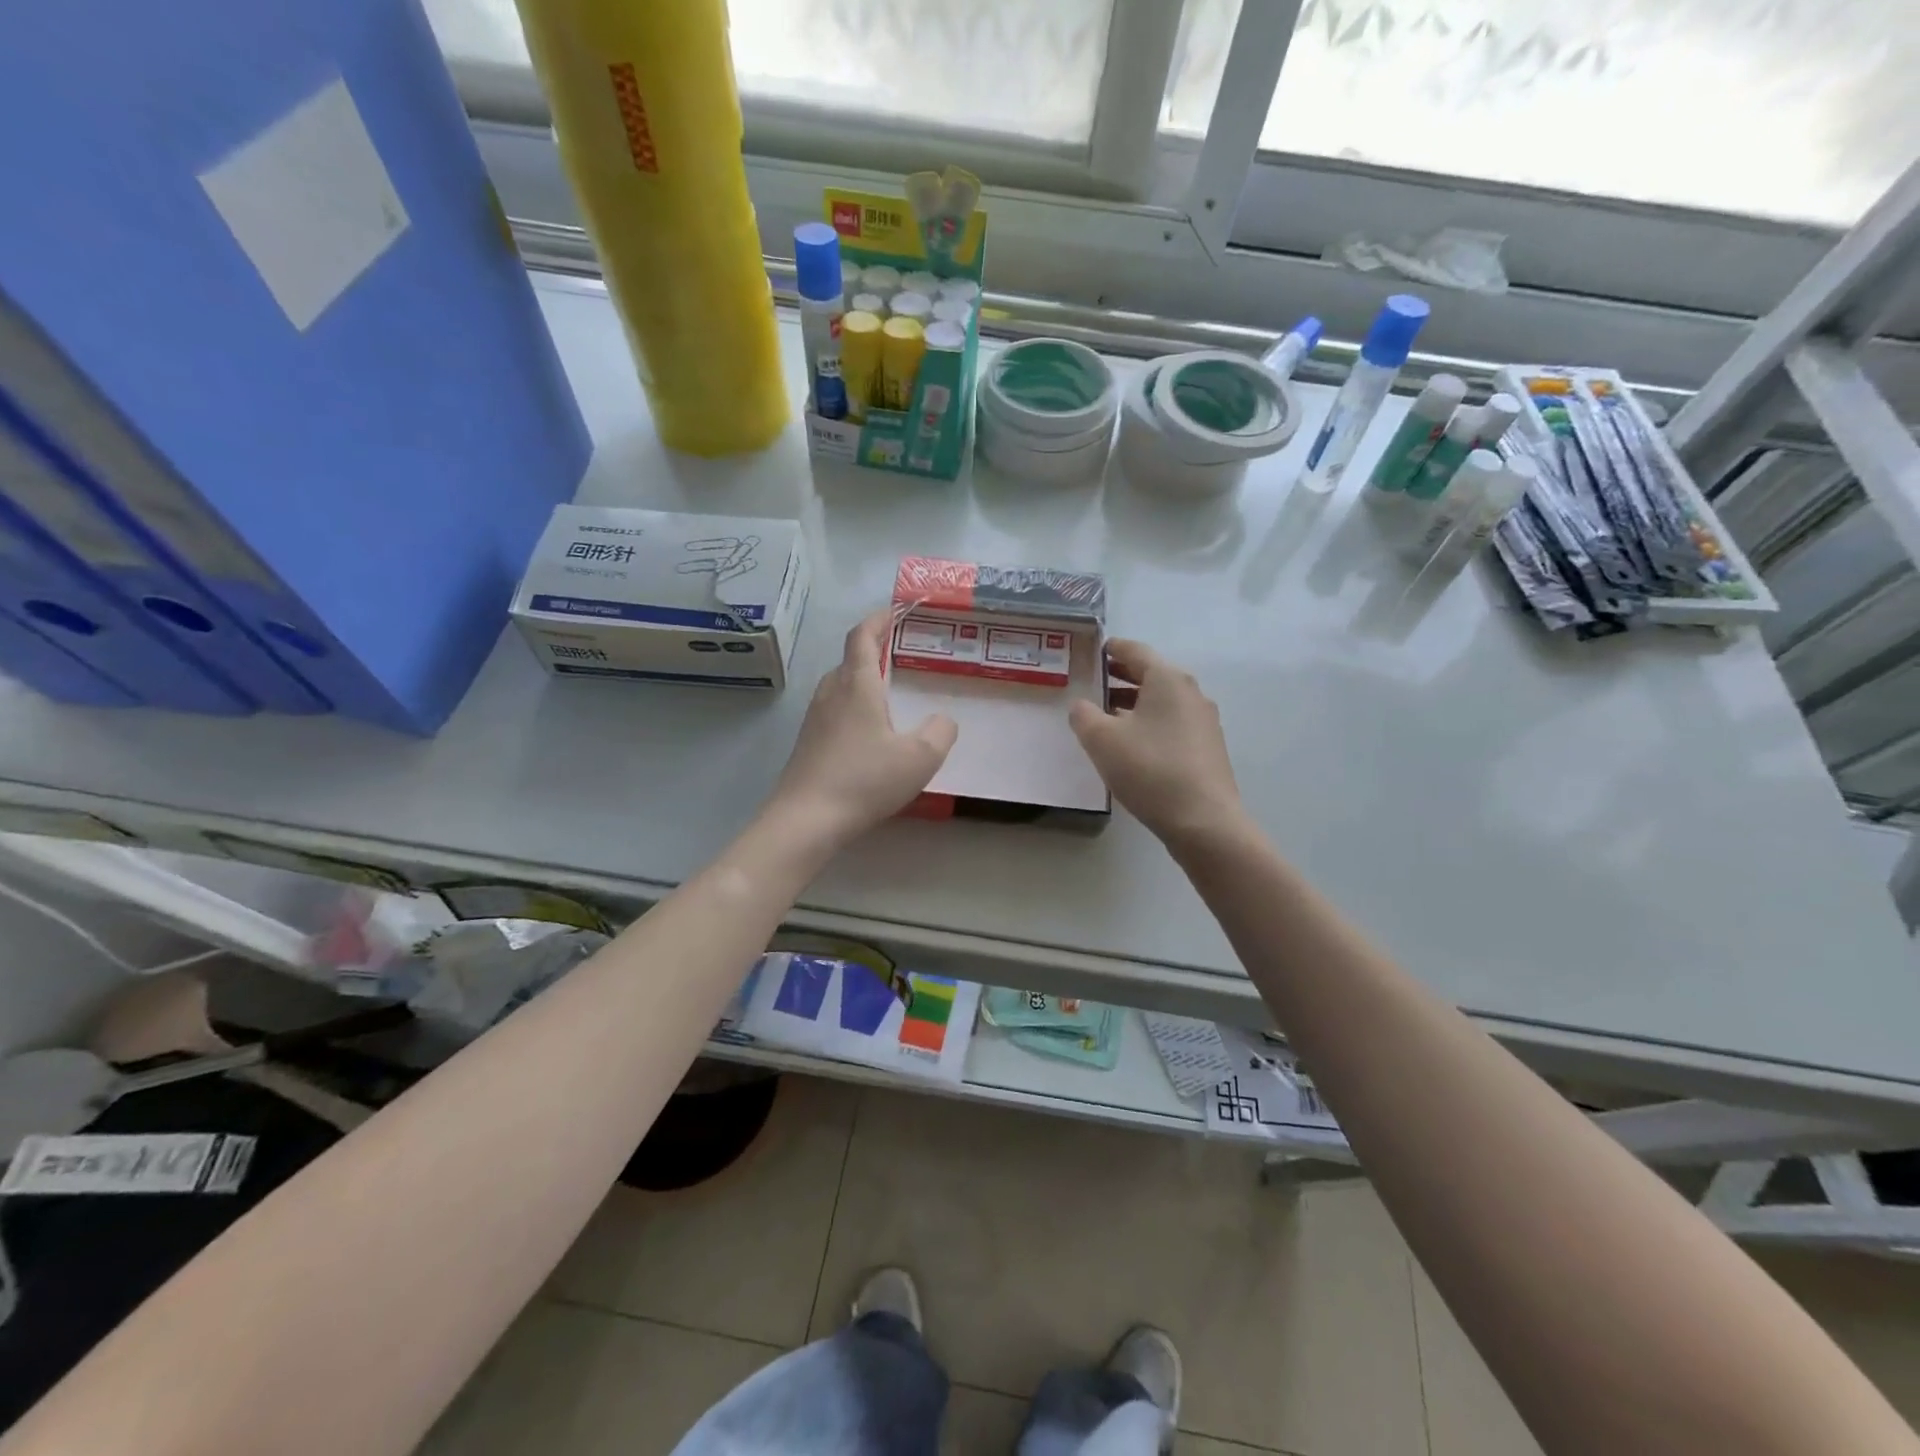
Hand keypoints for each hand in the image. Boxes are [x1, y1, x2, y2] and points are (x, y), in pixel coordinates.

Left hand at [766, 609, 957, 848]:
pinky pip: (834, 711)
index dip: (878, 618)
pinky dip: (853, 707)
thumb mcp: (920, 758)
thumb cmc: (865, 780)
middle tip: (901, 655)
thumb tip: (943, 719)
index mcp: (857, 685)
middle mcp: (831, 693)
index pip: (862, 636)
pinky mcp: (808, 743)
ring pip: (840, 686)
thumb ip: (941, 731)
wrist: (806, 820)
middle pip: (849, 659)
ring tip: (889, 694)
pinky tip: (869, 734)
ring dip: (862, 680)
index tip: (895, 610)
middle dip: (873, 650)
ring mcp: (814, 719)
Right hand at [1069, 639, 1244, 849]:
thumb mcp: (1101, 740)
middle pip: (1152, 675)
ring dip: (1135, 703)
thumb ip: (1083, 715)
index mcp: (1167, 680)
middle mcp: (1191, 693)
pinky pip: (1173, 724)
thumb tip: (1082, 706)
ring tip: (1108, 717)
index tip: (1096, 650)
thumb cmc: (1149, 769)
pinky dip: (1150, 723)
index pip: (1136, 651)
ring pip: (1163, 701)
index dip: (1113, 648)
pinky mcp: (1208, 748)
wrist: (1203, 821)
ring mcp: (1204, 721)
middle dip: (1122, 677)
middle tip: (1095, 683)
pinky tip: (1134, 745)